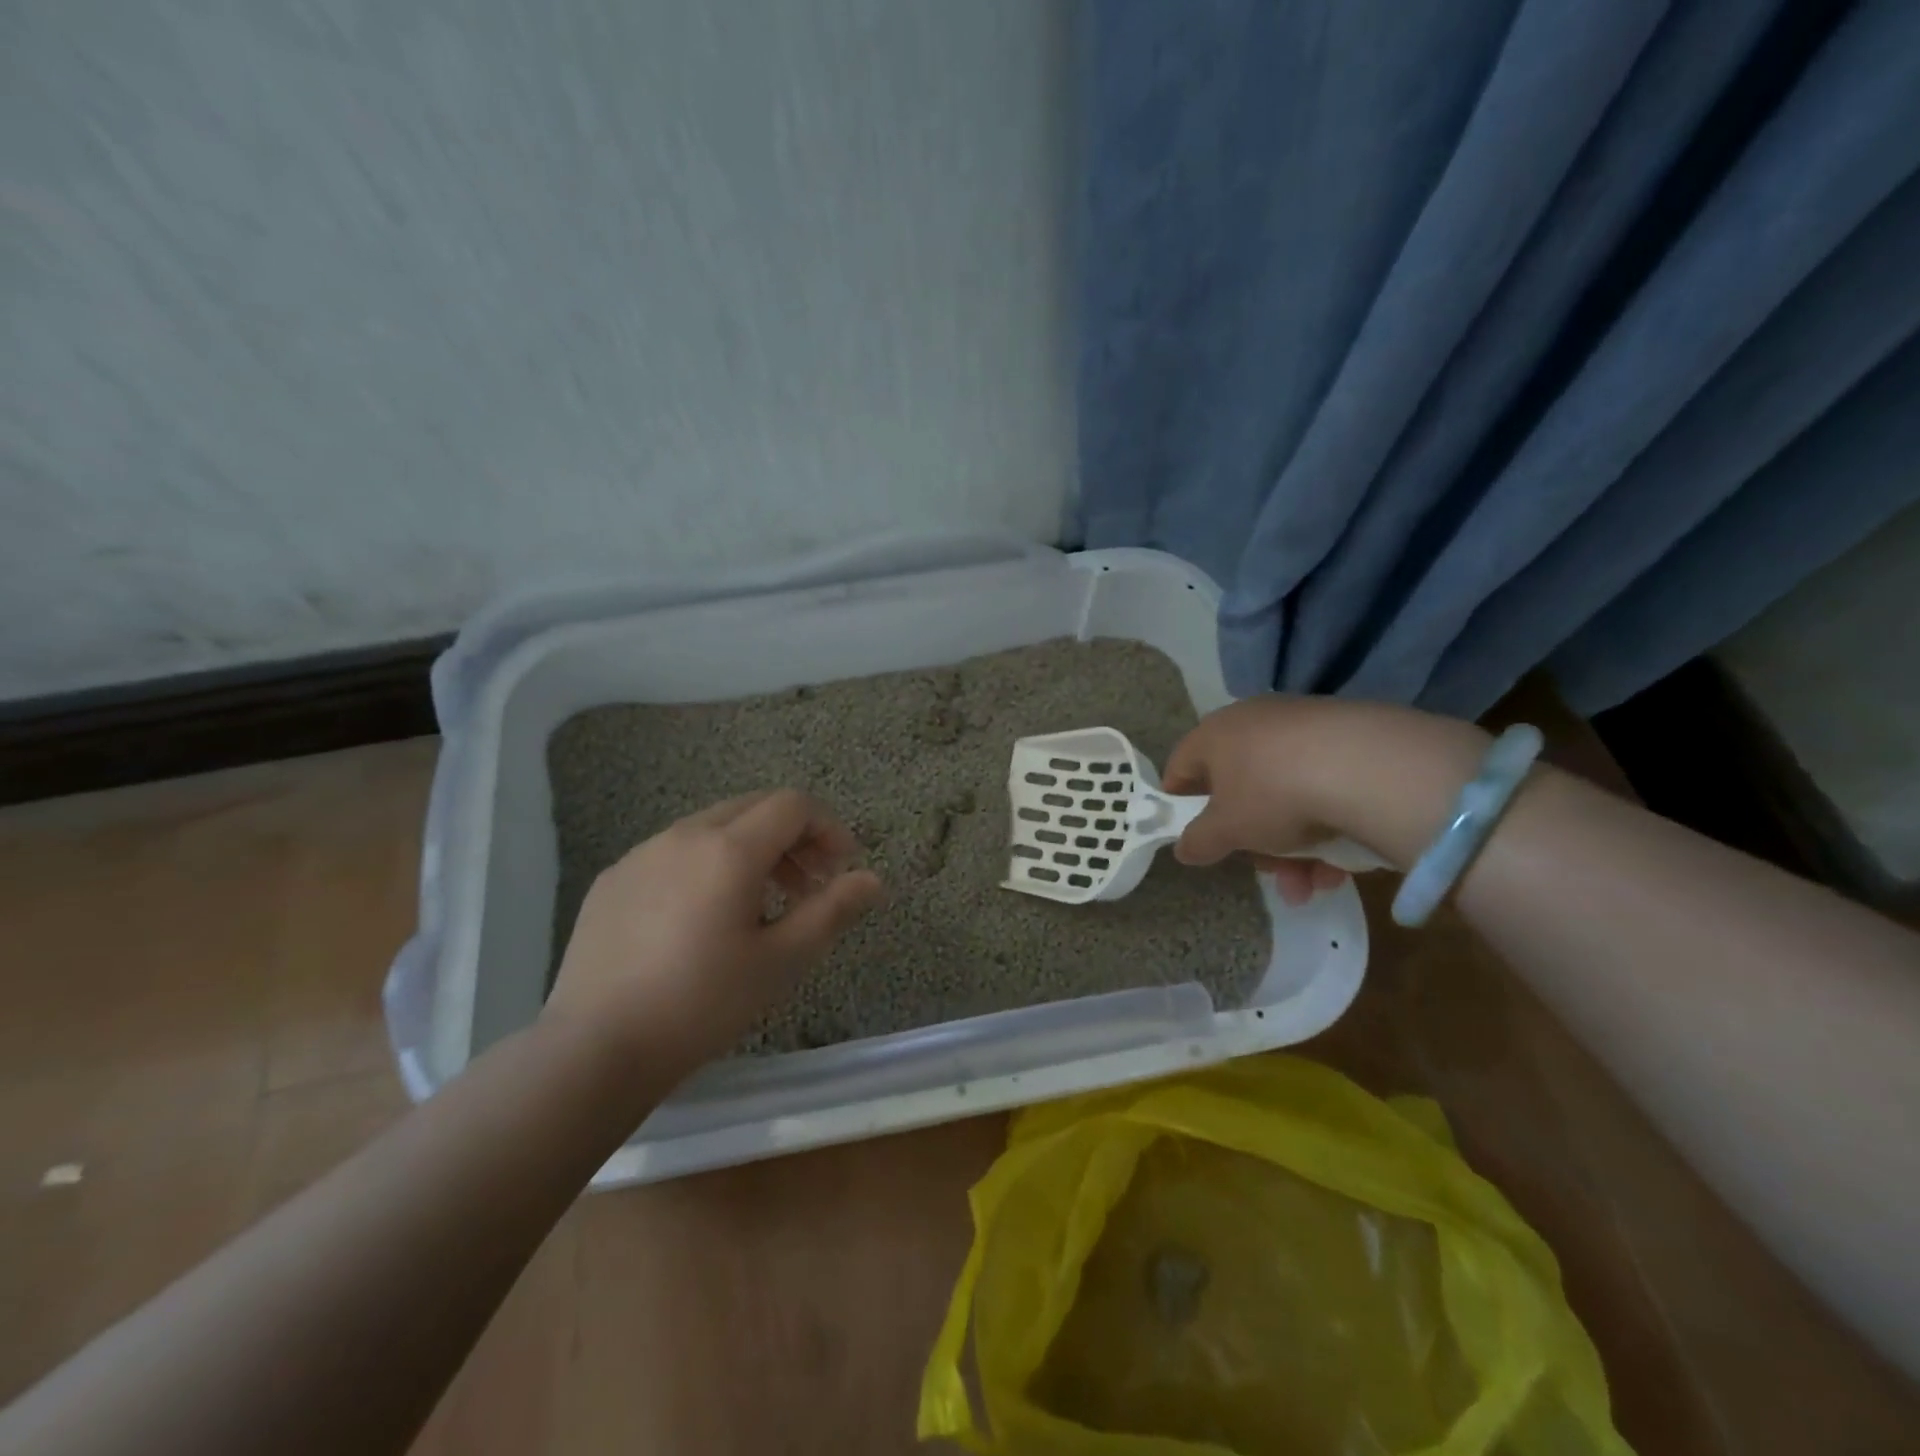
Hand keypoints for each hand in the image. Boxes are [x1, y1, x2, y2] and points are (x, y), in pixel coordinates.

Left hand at [544, 789, 883, 1081]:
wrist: (594, 1049)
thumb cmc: (702, 1003)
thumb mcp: (782, 961)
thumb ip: (833, 910)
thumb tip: (873, 879)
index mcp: (729, 849)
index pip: (793, 805)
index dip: (828, 828)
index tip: (841, 869)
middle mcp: (684, 835)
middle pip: (754, 808)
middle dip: (793, 837)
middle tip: (810, 884)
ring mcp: (642, 854)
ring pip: (713, 827)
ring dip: (752, 850)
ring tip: (761, 905)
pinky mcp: (612, 879)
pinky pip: (674, 852)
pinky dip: (707, 865)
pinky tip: (702, 920)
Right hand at [1163, 699, 1352, 904]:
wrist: (1366, 766)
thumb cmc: (1272, 794)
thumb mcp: (1227, 829)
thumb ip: (1199, 840)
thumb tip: (1184, 848)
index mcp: (1214, 734)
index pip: (1182, 766)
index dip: (1180, 802)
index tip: (1190, 834)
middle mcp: (1254, 722)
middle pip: (1240, 788)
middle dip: (1253, 840)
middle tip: (1267, 871)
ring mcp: (1304, 727)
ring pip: (1286, 794)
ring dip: (1293, 847)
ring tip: (1311, 884)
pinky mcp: (1349, 738)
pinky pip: (1323, 786)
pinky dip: (1327, 825)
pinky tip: (1341, 865)